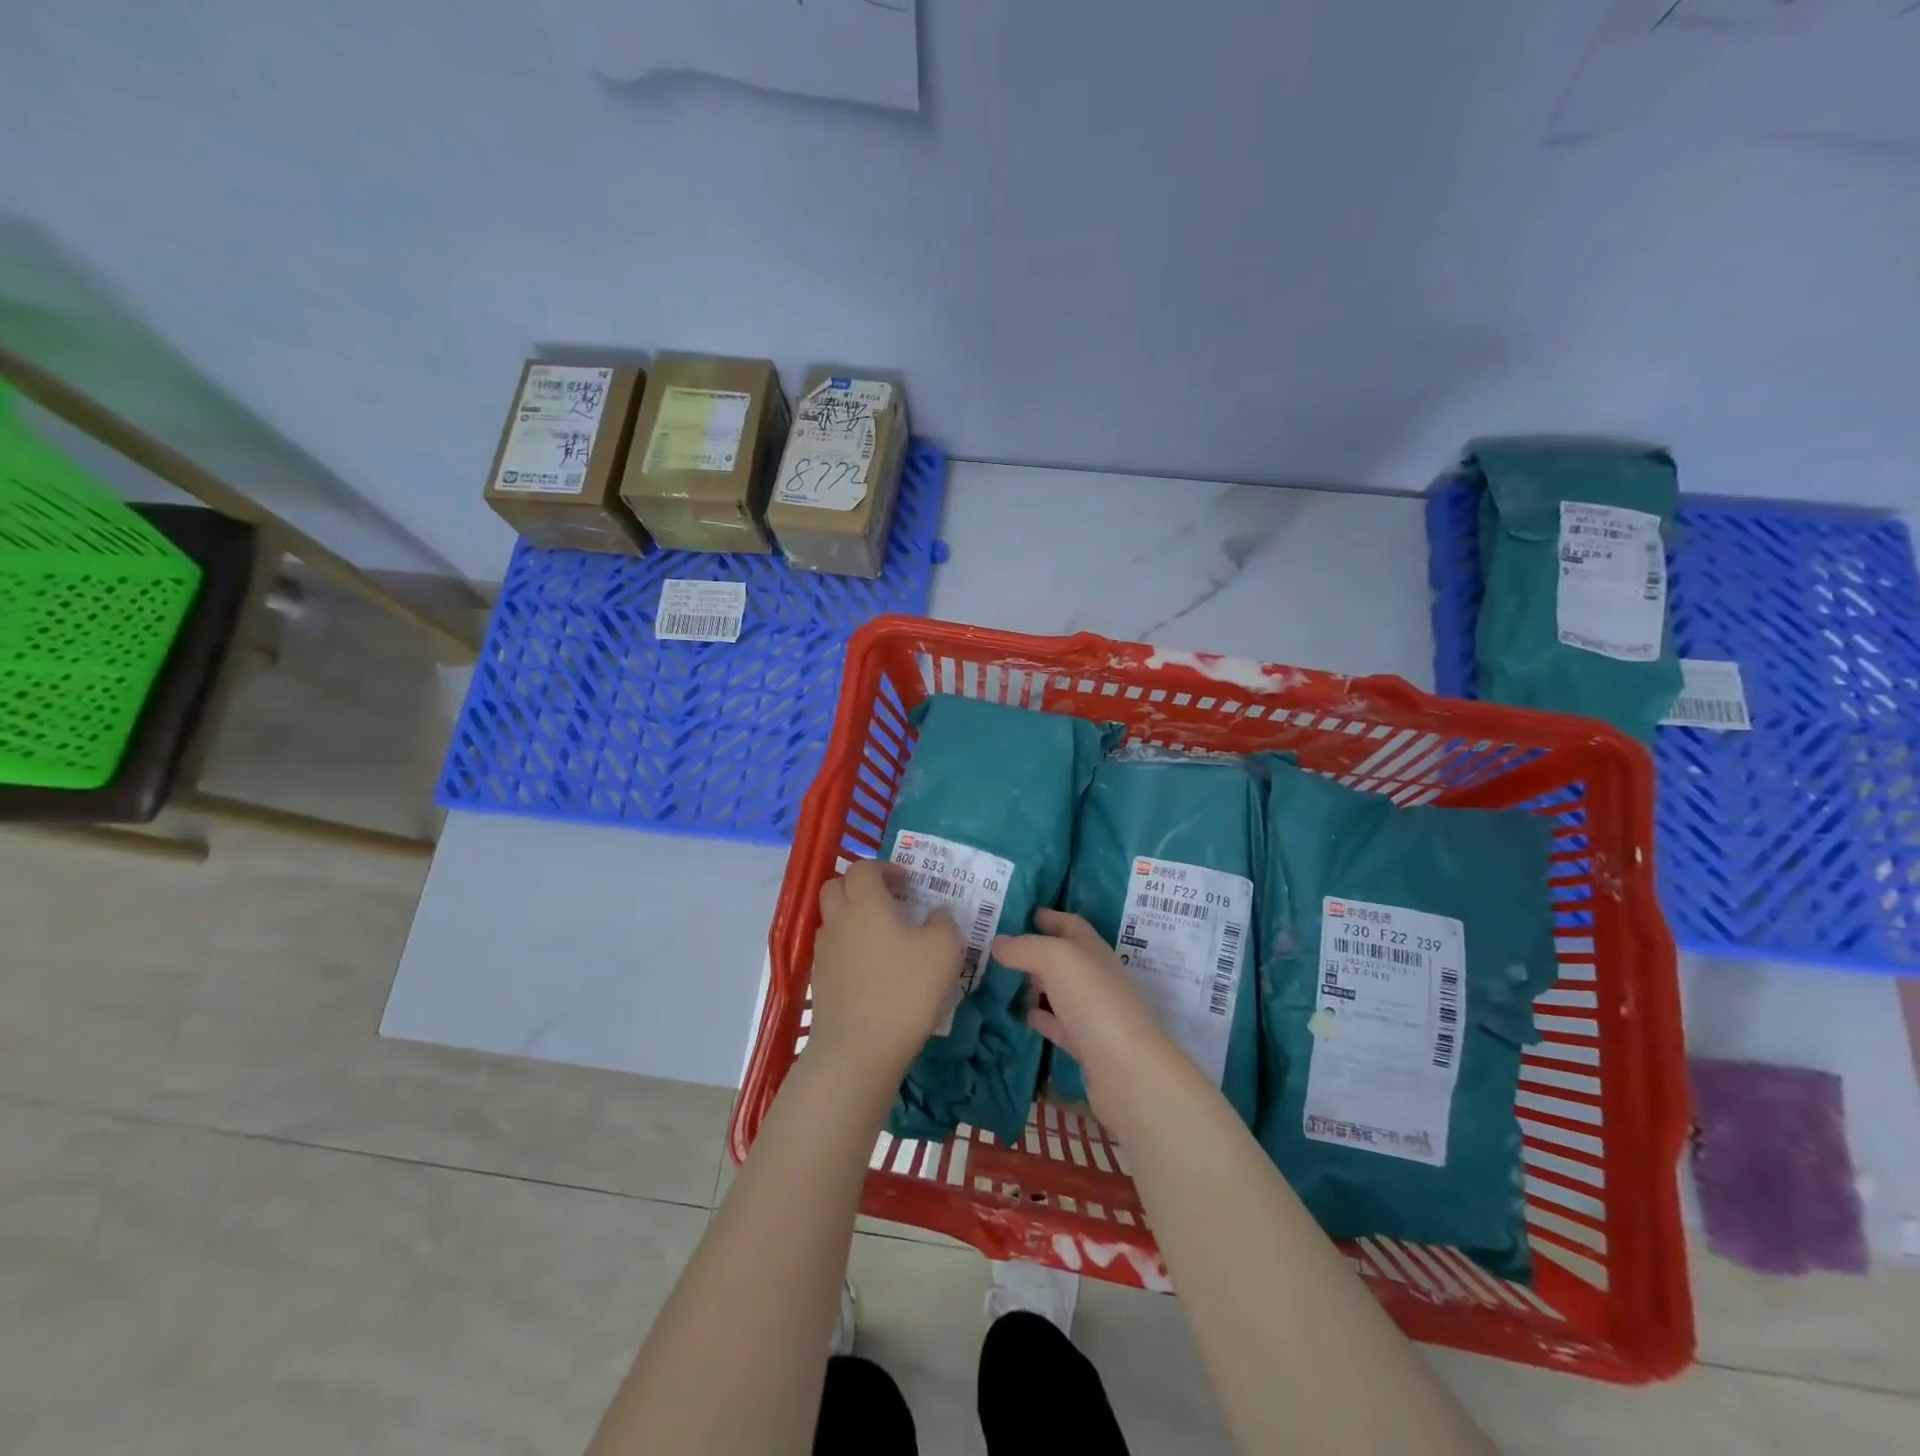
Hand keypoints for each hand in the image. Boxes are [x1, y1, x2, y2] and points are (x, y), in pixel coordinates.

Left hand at [808, 859, 964, 1087]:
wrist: (858, 1050)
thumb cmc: (905, 990)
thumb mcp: (944, 951)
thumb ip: (944, 923)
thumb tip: (937, 913)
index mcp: (865, 903)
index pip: (863, 868)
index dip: (884, 868)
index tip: (906, 882)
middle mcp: (838, 920)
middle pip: (835, 886)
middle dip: (859, 886)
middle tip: (887, 900)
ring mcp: (824, 952)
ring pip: (831, 919)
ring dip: (851, 917)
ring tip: (881, 936)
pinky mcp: (819, 982)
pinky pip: (832, 950)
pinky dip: (848, 948)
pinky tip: (872, 969)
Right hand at [994, 909, 1187, 1116]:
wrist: (1126, 1069)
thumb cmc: (1093, 1000)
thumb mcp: (1055, 959)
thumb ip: (1024, 948)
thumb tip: (998, 943)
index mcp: (1092, 949)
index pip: (1069, 924)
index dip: (1047, 916)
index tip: (1018, 913)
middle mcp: (1095, 976)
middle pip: (1063, 957)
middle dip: (1034, 950)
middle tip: (998, 949)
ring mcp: (1092, 1012)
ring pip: (1059, 990)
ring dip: (1034, 985)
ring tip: (1001, 980)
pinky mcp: (1086, 1045)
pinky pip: (1058, 1023)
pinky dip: (1041, 1017)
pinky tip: (1022, 1016)